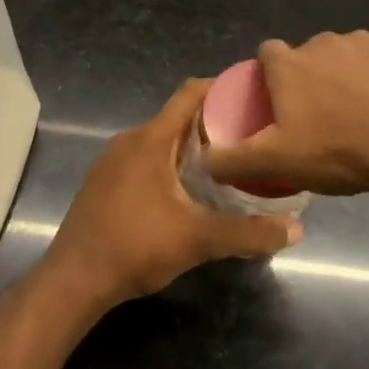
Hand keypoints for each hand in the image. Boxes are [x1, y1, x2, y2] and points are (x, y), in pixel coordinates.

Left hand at [43, 79, 301, 307]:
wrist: (72, 281)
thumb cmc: (135, 247)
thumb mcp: (198, 239)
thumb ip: (248, 233)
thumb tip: (296, 230)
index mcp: (150, 139)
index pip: (189, 94)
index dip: (220, 87)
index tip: (250, 95)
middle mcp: (129, 140)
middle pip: (176, 117)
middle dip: (212, 123)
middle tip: (248, 138)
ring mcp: (111, 161)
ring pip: (159, 140)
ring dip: (188, 146)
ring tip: (223, 164)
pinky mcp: (102, 182)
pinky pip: (142, 158)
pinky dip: (167, 162)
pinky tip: (184, 191)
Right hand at [203, 32, 368, 200]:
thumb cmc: (340, 150)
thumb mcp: (277, 163)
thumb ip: (233, 160)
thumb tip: (203, 159)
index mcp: (289, 64)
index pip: (266, 55)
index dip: (268, 78)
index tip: (278, 106)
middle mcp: (321, 43)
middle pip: (305, 57)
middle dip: (308, 80)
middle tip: (319, 120)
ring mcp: (363, 42)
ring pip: (343, 58)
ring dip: (343, 78)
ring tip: (357, 117)